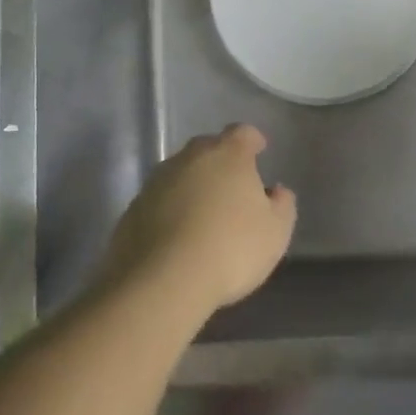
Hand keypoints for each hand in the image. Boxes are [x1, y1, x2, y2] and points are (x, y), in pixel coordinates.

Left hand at [99, 124, 296, 324]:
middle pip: (208, 148)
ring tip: (204, 214)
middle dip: (220, 161)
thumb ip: (282, 205)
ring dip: (193, 186)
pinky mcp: (133, 208)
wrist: (161, 281)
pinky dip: (170, 209)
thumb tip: (277, 191)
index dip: (252, 140)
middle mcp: (190, 158)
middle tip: (232, 186)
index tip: (259, 150)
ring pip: (180, 173)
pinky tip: (177, 236)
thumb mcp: (275, 232)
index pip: (242, 133)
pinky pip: (159, 200)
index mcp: (228, 155)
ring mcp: (157, 181)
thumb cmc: (230, 249)